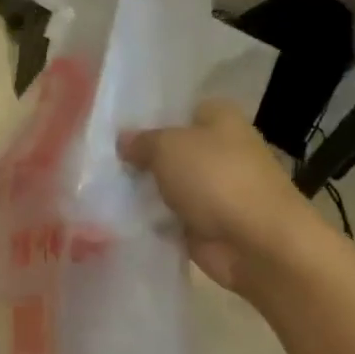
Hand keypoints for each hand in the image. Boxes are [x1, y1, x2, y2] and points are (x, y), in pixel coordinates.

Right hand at [118, 98, 317, 294]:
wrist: (255, 242)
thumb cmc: (216, 180)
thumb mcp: (169, 147)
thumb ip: (142, 142)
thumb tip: (123, 140)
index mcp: (219, 119)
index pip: (177, 111)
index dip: (146, 119)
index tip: (111, 132)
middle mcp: (218, 150)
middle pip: (169, 151)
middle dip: (138, 159)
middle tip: (99, 163)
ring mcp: (212, 190)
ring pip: (166, 186)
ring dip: (142, 192)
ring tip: (99, 191)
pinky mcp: (204, 224)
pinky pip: (168, 218)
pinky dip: (150, 221)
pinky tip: (118, 219)